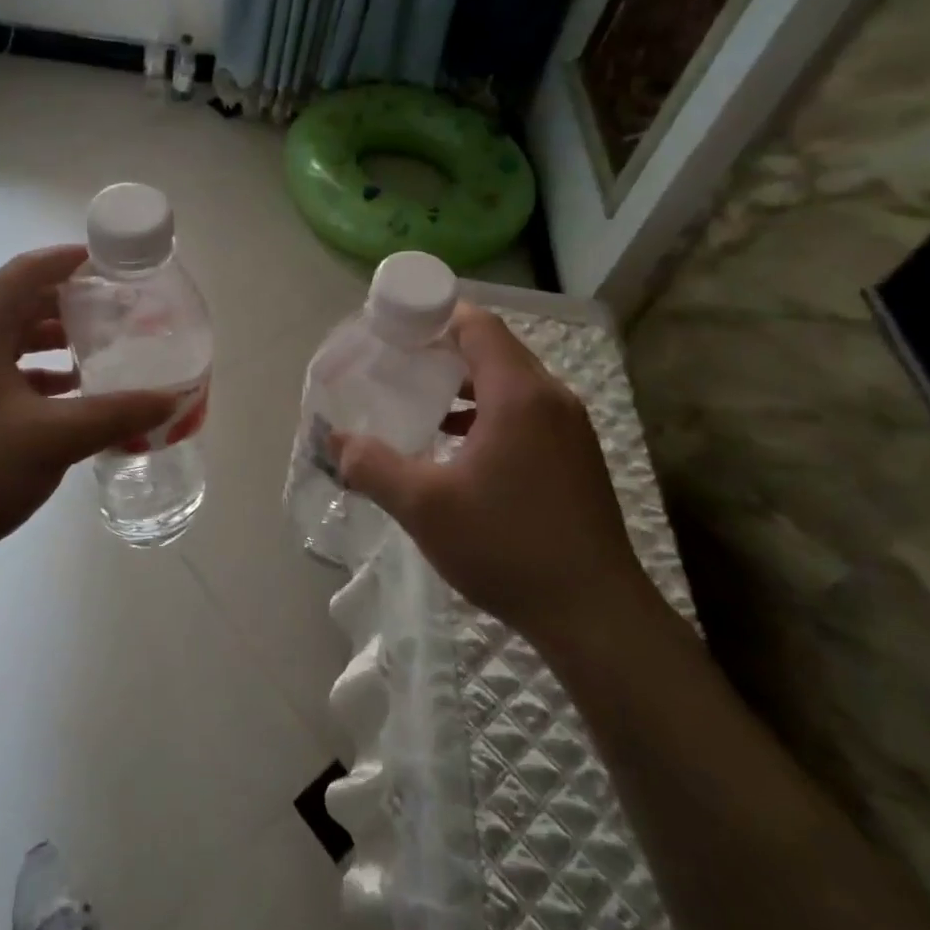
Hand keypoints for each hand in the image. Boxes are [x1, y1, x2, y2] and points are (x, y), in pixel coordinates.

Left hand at [0, 246, 175, 574]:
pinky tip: (72, 394)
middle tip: (122, 310)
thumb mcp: (52, 440)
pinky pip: (4, 369)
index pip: (28, 271)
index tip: (118, 265)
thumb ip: (115, 414)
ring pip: (13, 338)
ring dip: (57, 339)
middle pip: (22, 300)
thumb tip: (172, 398)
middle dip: (73, 302)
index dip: (73, 260)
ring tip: (104, 348)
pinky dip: (40, 372)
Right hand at [336, 303, 651, 636]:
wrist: (594, 614)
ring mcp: (570, 429)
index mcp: (520, 394)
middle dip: (444, 350)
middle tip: (398, 363)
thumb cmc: (506, 545)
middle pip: (495, 349)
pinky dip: (487, 412)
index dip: (435, 315)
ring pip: (511, 383)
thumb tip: (335, 441)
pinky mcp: (575, 458)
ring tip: (420, 400)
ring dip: (466, 384)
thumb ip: (372, 466)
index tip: (395, 328)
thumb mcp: (424, 506)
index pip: (479, 325)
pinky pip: (525, 412)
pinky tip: (457, 444)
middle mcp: (552, 399)